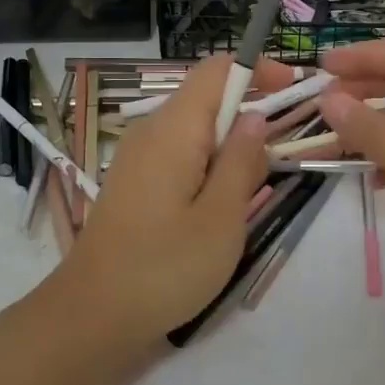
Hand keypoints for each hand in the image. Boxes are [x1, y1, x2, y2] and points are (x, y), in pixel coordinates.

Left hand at [44, 54, 288, 353]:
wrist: (92, 314)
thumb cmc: (164, 267)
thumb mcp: (221, 218)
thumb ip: (243, 162)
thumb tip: (256, 119)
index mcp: (174, 129)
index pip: (217, 70)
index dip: (257, 70)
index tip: (292, 90)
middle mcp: (151, 131)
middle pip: (207, 98)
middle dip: (249, 115)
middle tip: (279, 159)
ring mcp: (137, 157)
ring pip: (195, 131)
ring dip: (230, 147)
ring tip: (251, 191)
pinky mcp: (134, 182)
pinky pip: (179, 155)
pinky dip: (208, 165)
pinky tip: (217, 206)